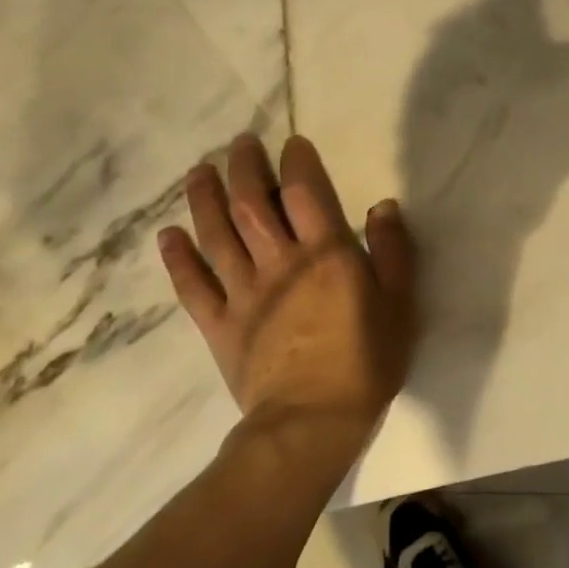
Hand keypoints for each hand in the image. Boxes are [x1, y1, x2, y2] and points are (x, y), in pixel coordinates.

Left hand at [157, 134, 416, 454]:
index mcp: (326, 254)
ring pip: (216, 236)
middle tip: (238, 143)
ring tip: (198, 171)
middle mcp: (279, 262)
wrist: (312, 424)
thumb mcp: (400, 303)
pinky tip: (168, 234)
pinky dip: (178, 258)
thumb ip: (392, 251)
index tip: (291, 143)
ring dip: (205, 200)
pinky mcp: (220, 325)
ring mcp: (244, 293)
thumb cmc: (366, 361)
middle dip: (244, 168)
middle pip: (252, 205)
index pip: (305, 193)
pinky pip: (193, 286)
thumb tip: (383, 206)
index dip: (296, 163)